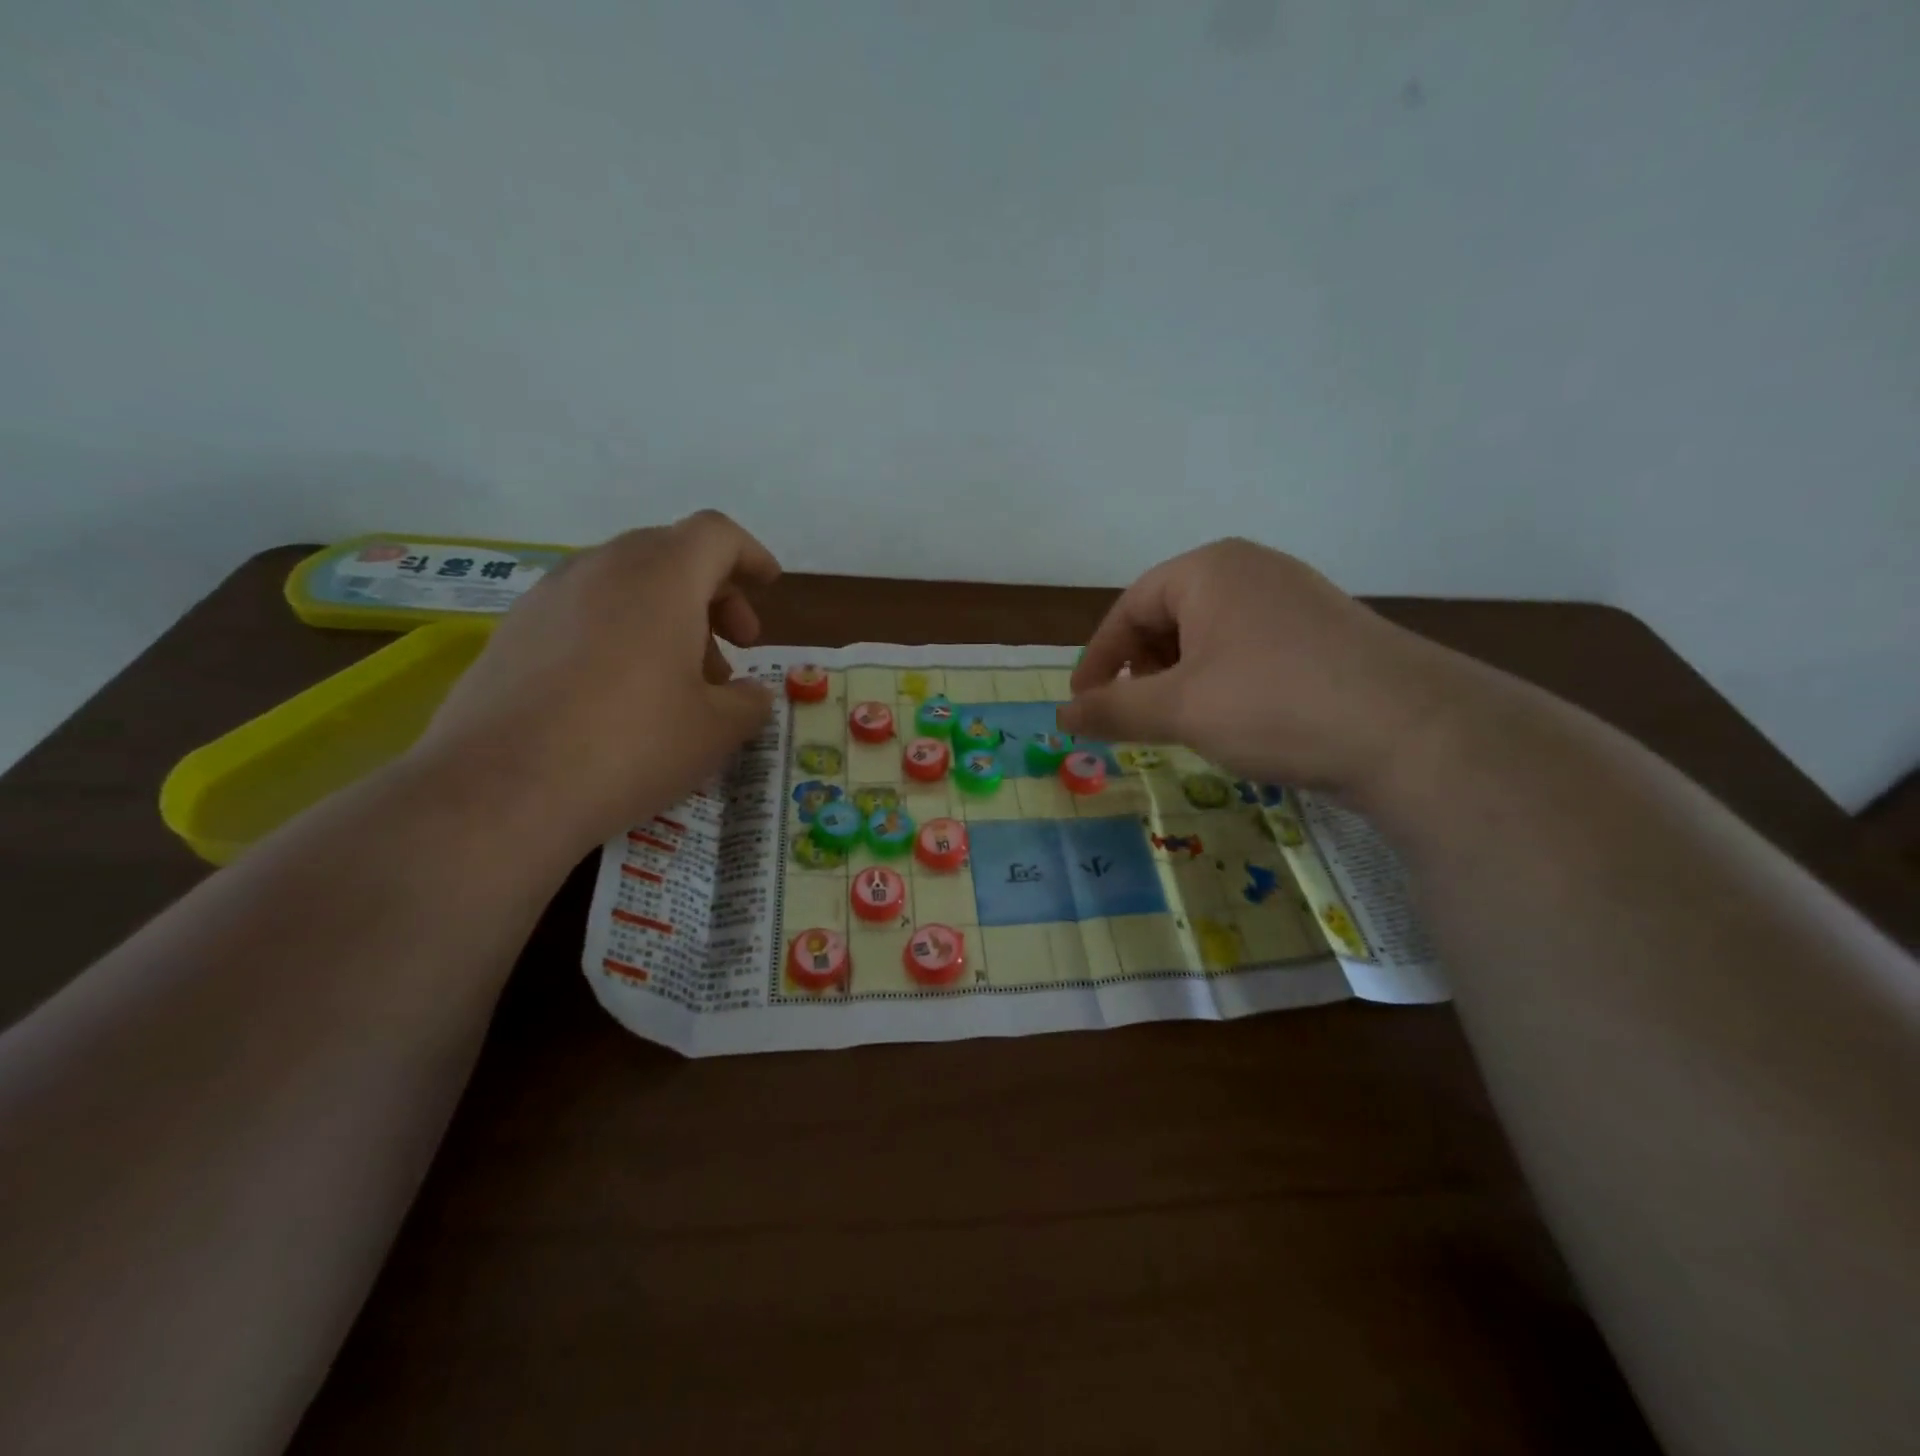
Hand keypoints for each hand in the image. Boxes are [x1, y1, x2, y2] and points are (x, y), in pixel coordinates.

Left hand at [411, 511, 779, 851]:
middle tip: (733, 648)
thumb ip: (750, 702)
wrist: (499, 790)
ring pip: (624, 583)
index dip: (750, 554)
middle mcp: (601, 568)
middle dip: (712, 593)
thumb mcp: (717, 731)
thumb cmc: (631, 745)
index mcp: (661, 578)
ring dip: (666, 616)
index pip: (716, 535)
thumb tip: (750, 695)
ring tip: (680, 681)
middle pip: (670, 553)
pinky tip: (621, 693)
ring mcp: (548, 596)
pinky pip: (583, 611)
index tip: (769, 587)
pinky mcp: (513, 631)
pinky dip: (620, 632)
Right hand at [1061, 538, 1466, 795]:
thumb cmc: (1273, 704)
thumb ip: (1113, 708)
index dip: (1098, 659)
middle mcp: (1251, 569)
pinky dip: (1223, 680)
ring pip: (1211, 635)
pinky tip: (1233, 718)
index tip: (1083, 704)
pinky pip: (1249, 648)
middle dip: (1142, 668)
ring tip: (1181, 721)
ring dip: (1181, 678)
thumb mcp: (1180, 708)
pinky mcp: (1325, 632)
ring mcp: (1294, 598)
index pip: (1129, 607)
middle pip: (1169, 616)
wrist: (1411, 732)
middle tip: (1133, 715)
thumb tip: (1061, 715)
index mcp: (1209, 569)